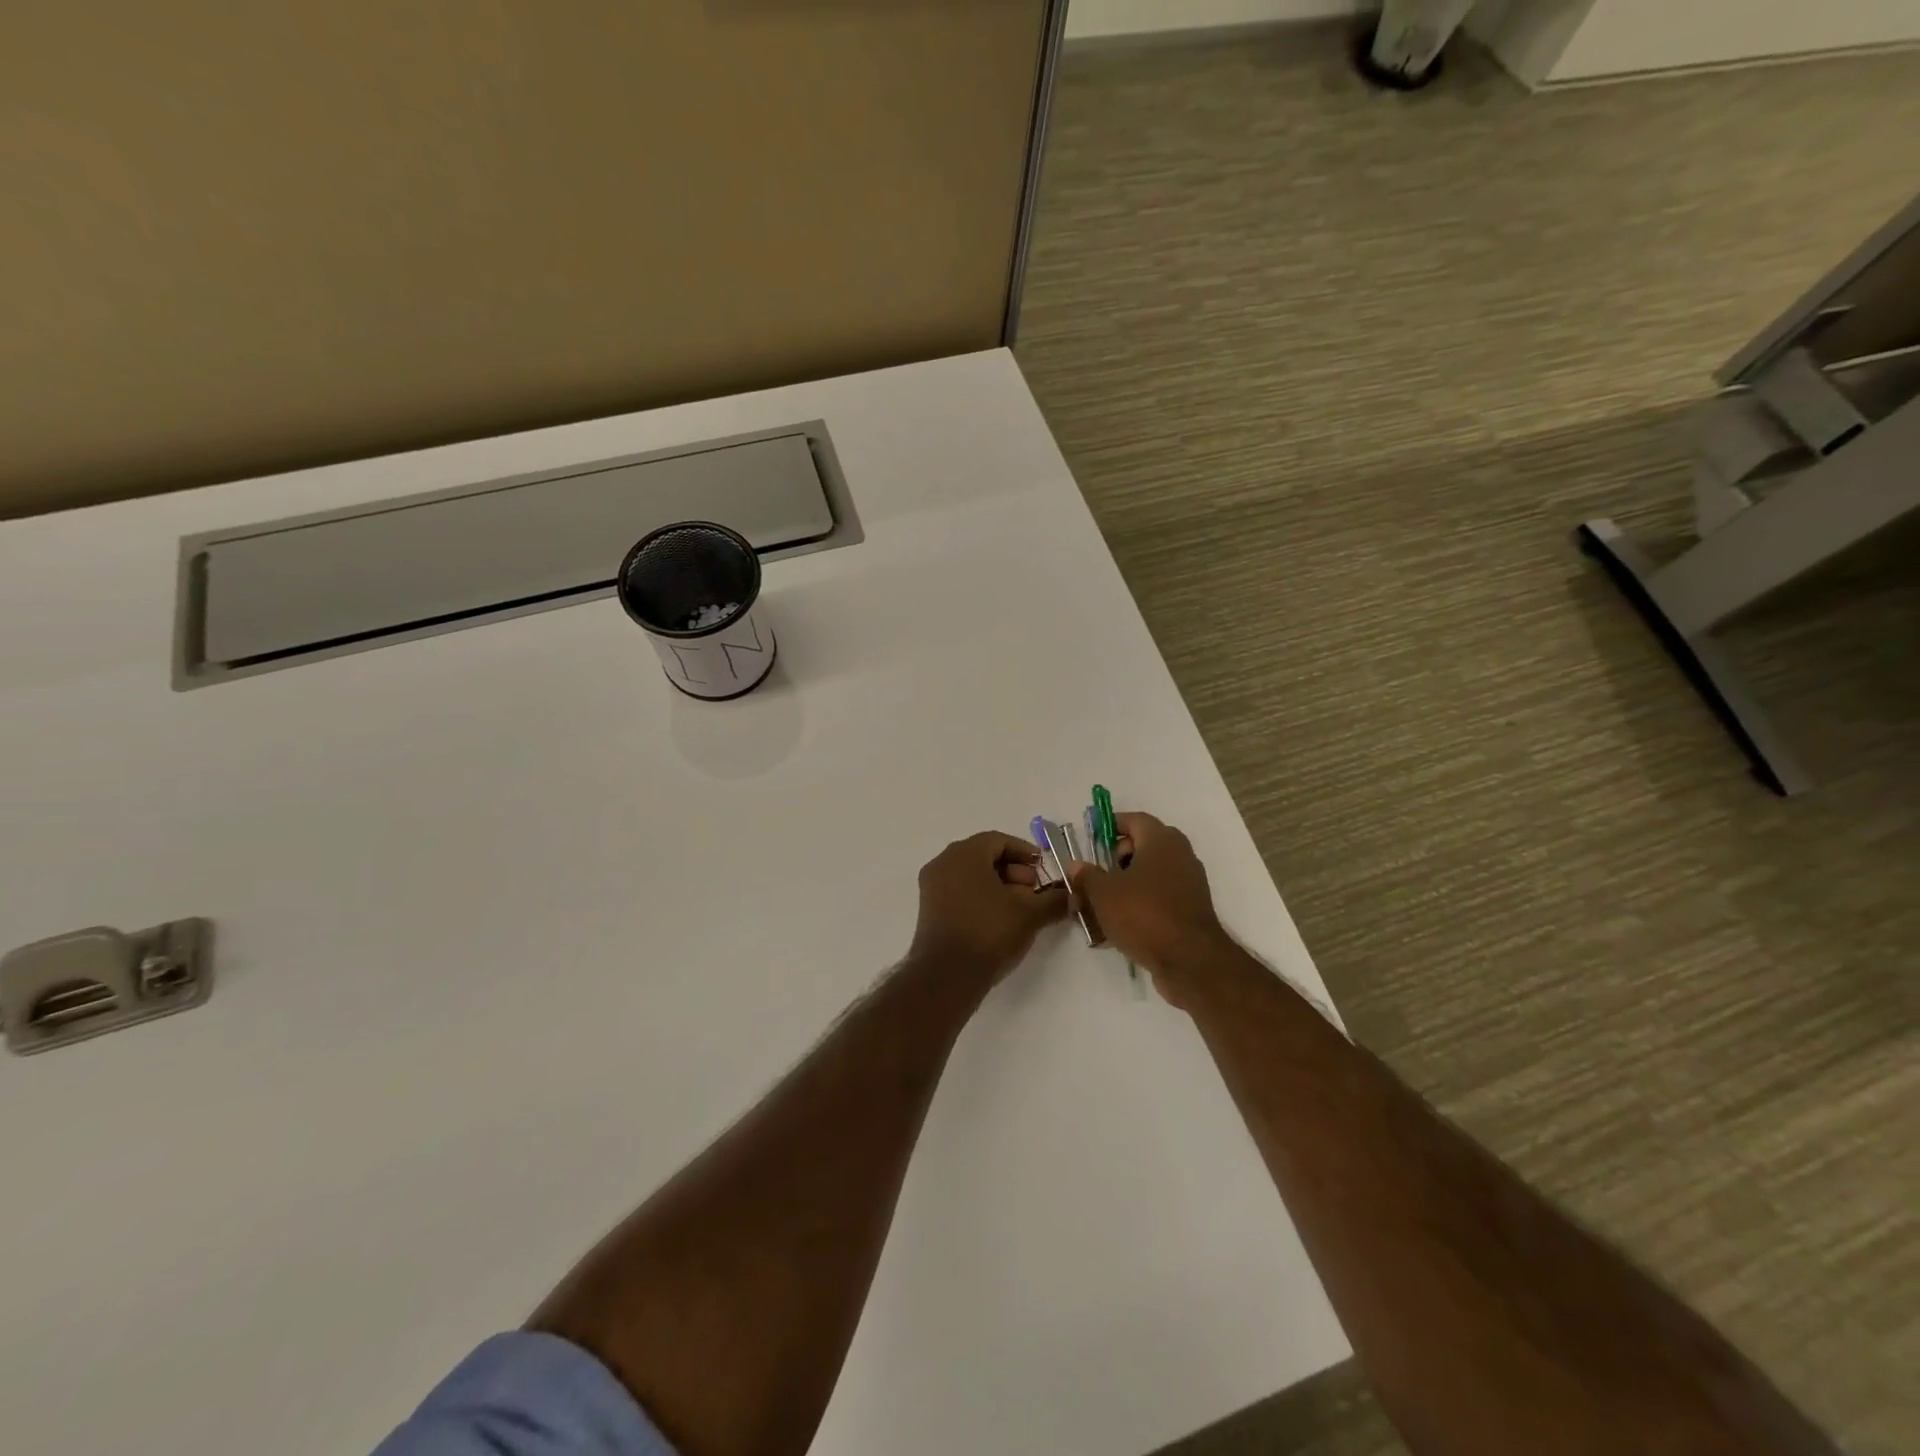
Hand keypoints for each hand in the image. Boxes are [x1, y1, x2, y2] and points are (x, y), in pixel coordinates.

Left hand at [908, 831, 1069, 984]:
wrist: (948, 975)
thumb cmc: (989, 932)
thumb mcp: (1030, 914)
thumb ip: (1054, 900)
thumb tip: (1073, 896)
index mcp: (964, 853)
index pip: (998, 840)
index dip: (1024, 852)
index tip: (1042, 869)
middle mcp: (943, 862)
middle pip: (983, 855)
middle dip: (1012, 870)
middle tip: (1032, 890)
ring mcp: (931, 886)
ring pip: (970, 874)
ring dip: (998, 885)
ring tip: (1019, 908)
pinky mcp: (928, 909)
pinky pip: (958, 891)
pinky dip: (979, 897)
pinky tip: (998, 919)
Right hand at [1067, 812, 1226, 1002]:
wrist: (1190, 961)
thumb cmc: (1144, 914)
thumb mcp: (1103, 893)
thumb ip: (1086, 876)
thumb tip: (1076, 866)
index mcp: (1161, 840)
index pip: (1134, 819)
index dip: (1110, 825)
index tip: (1091, 838)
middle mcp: (1180, 854)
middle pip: (1143, 845)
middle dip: (1115, 858)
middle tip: (1095, 874)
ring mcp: (1189, 882)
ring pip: (1150, 873)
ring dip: (1126, 883)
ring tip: (1101, 903)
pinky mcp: (1191, 908)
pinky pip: (1160, 895)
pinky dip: (1140, 902)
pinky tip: (1120, 923)